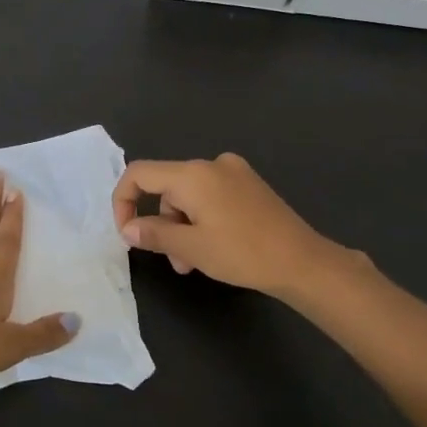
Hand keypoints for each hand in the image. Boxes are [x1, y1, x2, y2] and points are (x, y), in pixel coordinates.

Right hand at [111, 153, 348, 298]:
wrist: (303, 261)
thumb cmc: (242, 253)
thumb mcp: (191, 248)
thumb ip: (154, 234)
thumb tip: (128, 229)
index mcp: (192, 174)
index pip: (139, 174)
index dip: (123, 201)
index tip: (128, 233)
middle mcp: (211, 164)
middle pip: (167, 187)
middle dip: (163, 223)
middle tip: (175, 260)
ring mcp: (234, 172)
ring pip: (190, 196)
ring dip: (184, 227)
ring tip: (195, 262)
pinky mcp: (251, 185)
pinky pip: (212, 196)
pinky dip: (203, 219)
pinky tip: (216, 247)